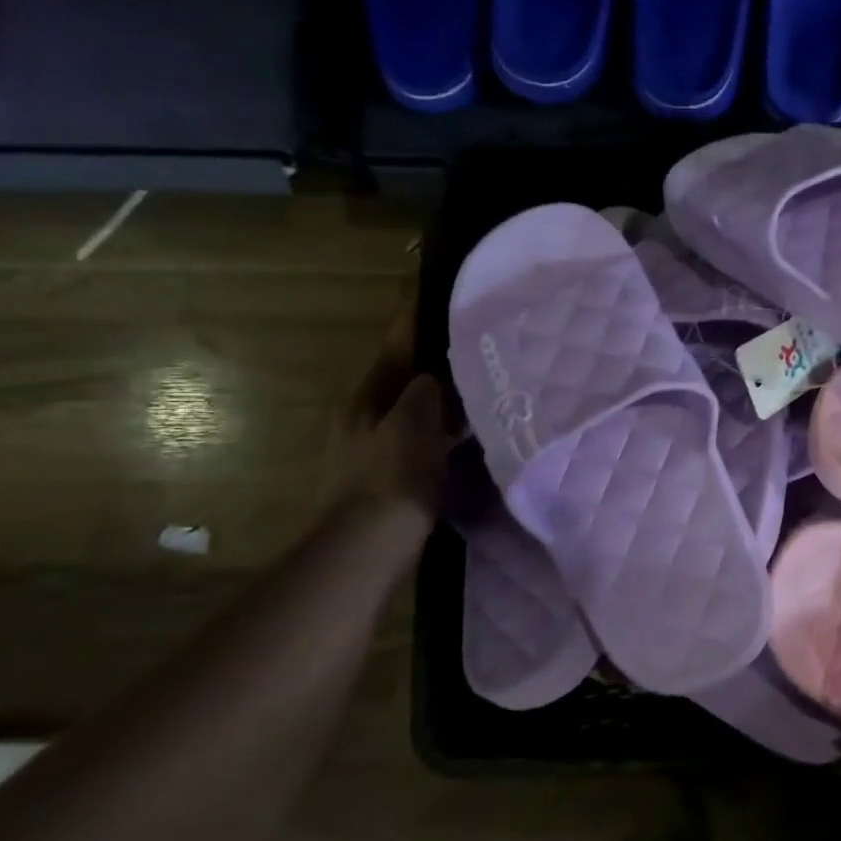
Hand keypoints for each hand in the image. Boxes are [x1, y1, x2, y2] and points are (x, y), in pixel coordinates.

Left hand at [331, 291, 454, 530]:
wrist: (372, 544)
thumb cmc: (395, 477)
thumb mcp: (414, 423)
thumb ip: (426, 390)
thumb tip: (435, 374)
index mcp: (365, 399)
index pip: (395, 347)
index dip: (416, 322)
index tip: (438, 296)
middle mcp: (363, 417)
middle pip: (402, 377)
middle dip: (432, 359)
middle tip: (472, 342)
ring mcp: (373, 446)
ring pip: (413, 407)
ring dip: (439, 394)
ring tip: (476, 381)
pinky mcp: (390, 472)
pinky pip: (422, 434)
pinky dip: (442, 424)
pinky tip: (464, 429)